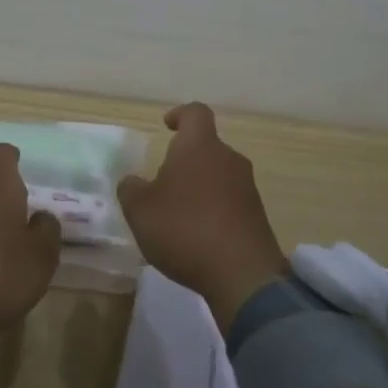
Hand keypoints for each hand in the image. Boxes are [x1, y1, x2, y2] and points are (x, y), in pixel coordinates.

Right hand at [117, 103, 287, 330]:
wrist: (242, 275)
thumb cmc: (185, 229)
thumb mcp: (140, 210)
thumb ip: (131, 189)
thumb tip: (133, 181)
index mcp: (200, 146)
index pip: (196, 112)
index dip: (180, 114)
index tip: (167, 126)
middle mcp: (228, 158)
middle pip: (206, 147)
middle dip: (185, 160)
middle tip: (163, 183)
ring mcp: (247, 187)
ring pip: (218, 175)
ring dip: (199, 187)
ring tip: (178, 215)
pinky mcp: (257, 215)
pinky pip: (230, 201)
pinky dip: (214, 210)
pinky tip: (198, 237)